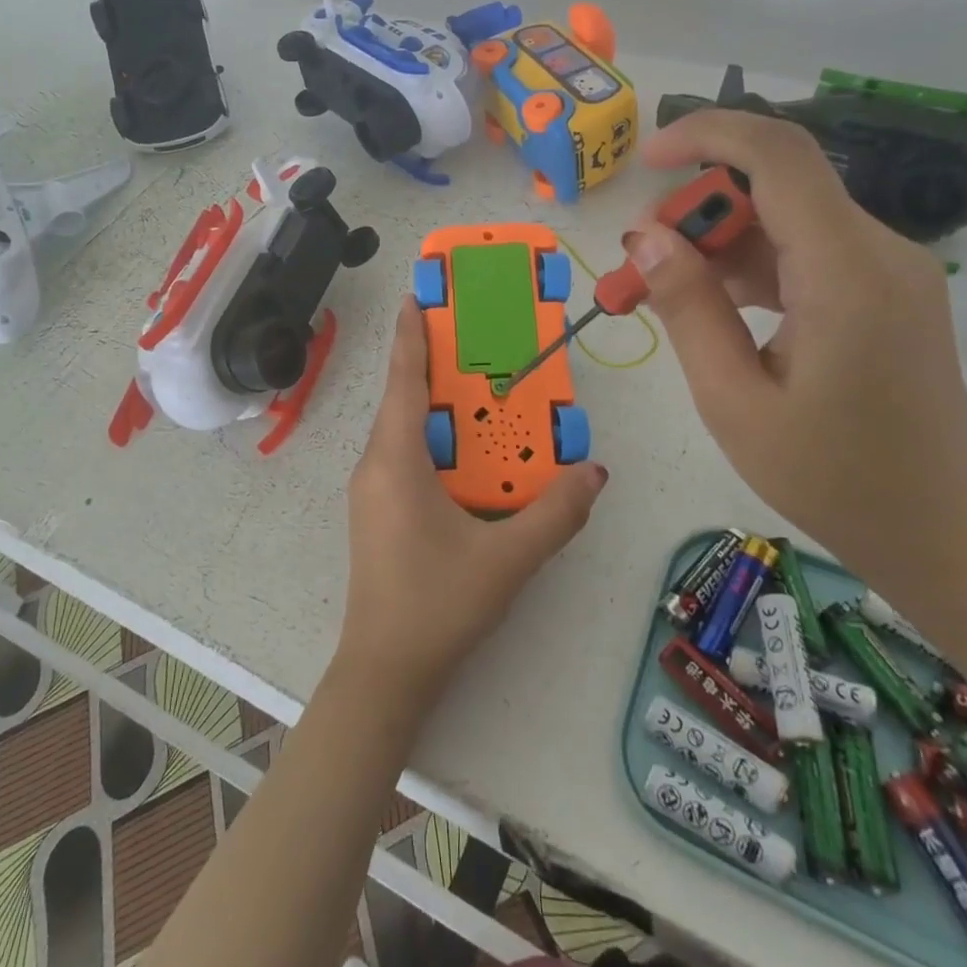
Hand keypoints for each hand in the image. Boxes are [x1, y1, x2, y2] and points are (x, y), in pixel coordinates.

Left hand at [340, 297, 608, 705]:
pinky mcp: (378, 513)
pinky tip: (470, 455)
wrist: (385, 671)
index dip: (411, 334)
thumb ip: (555, 513)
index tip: (417, 295)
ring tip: (480, 391)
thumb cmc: (438, 605)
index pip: (403, 380)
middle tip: (476, 340)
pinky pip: (406, 457)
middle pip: (404, 399)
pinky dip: (435, 441)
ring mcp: (372, 491)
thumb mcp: (507, 559)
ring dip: (437, 407)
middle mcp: (375, 465)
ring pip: (404, 430)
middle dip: (435, 365)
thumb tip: (595, 471)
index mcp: (395, 460)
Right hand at [629, 110, 966, 583]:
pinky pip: (808, 252)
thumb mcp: (733, 400)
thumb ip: (688, 308)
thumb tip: (644, 238)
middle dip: (698, 207)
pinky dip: (752, 266)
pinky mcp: (886, 292)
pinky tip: (711, 307)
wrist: (944, 534)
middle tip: (639, 264)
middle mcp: (879, 252)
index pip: (778, 155)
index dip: (707, 135)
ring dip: (719, 241)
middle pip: (777, 185)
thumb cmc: (832, 479)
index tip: (646, 159)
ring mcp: (889, 270)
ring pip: (788, 219)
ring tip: (660, 291)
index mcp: (846, 273)